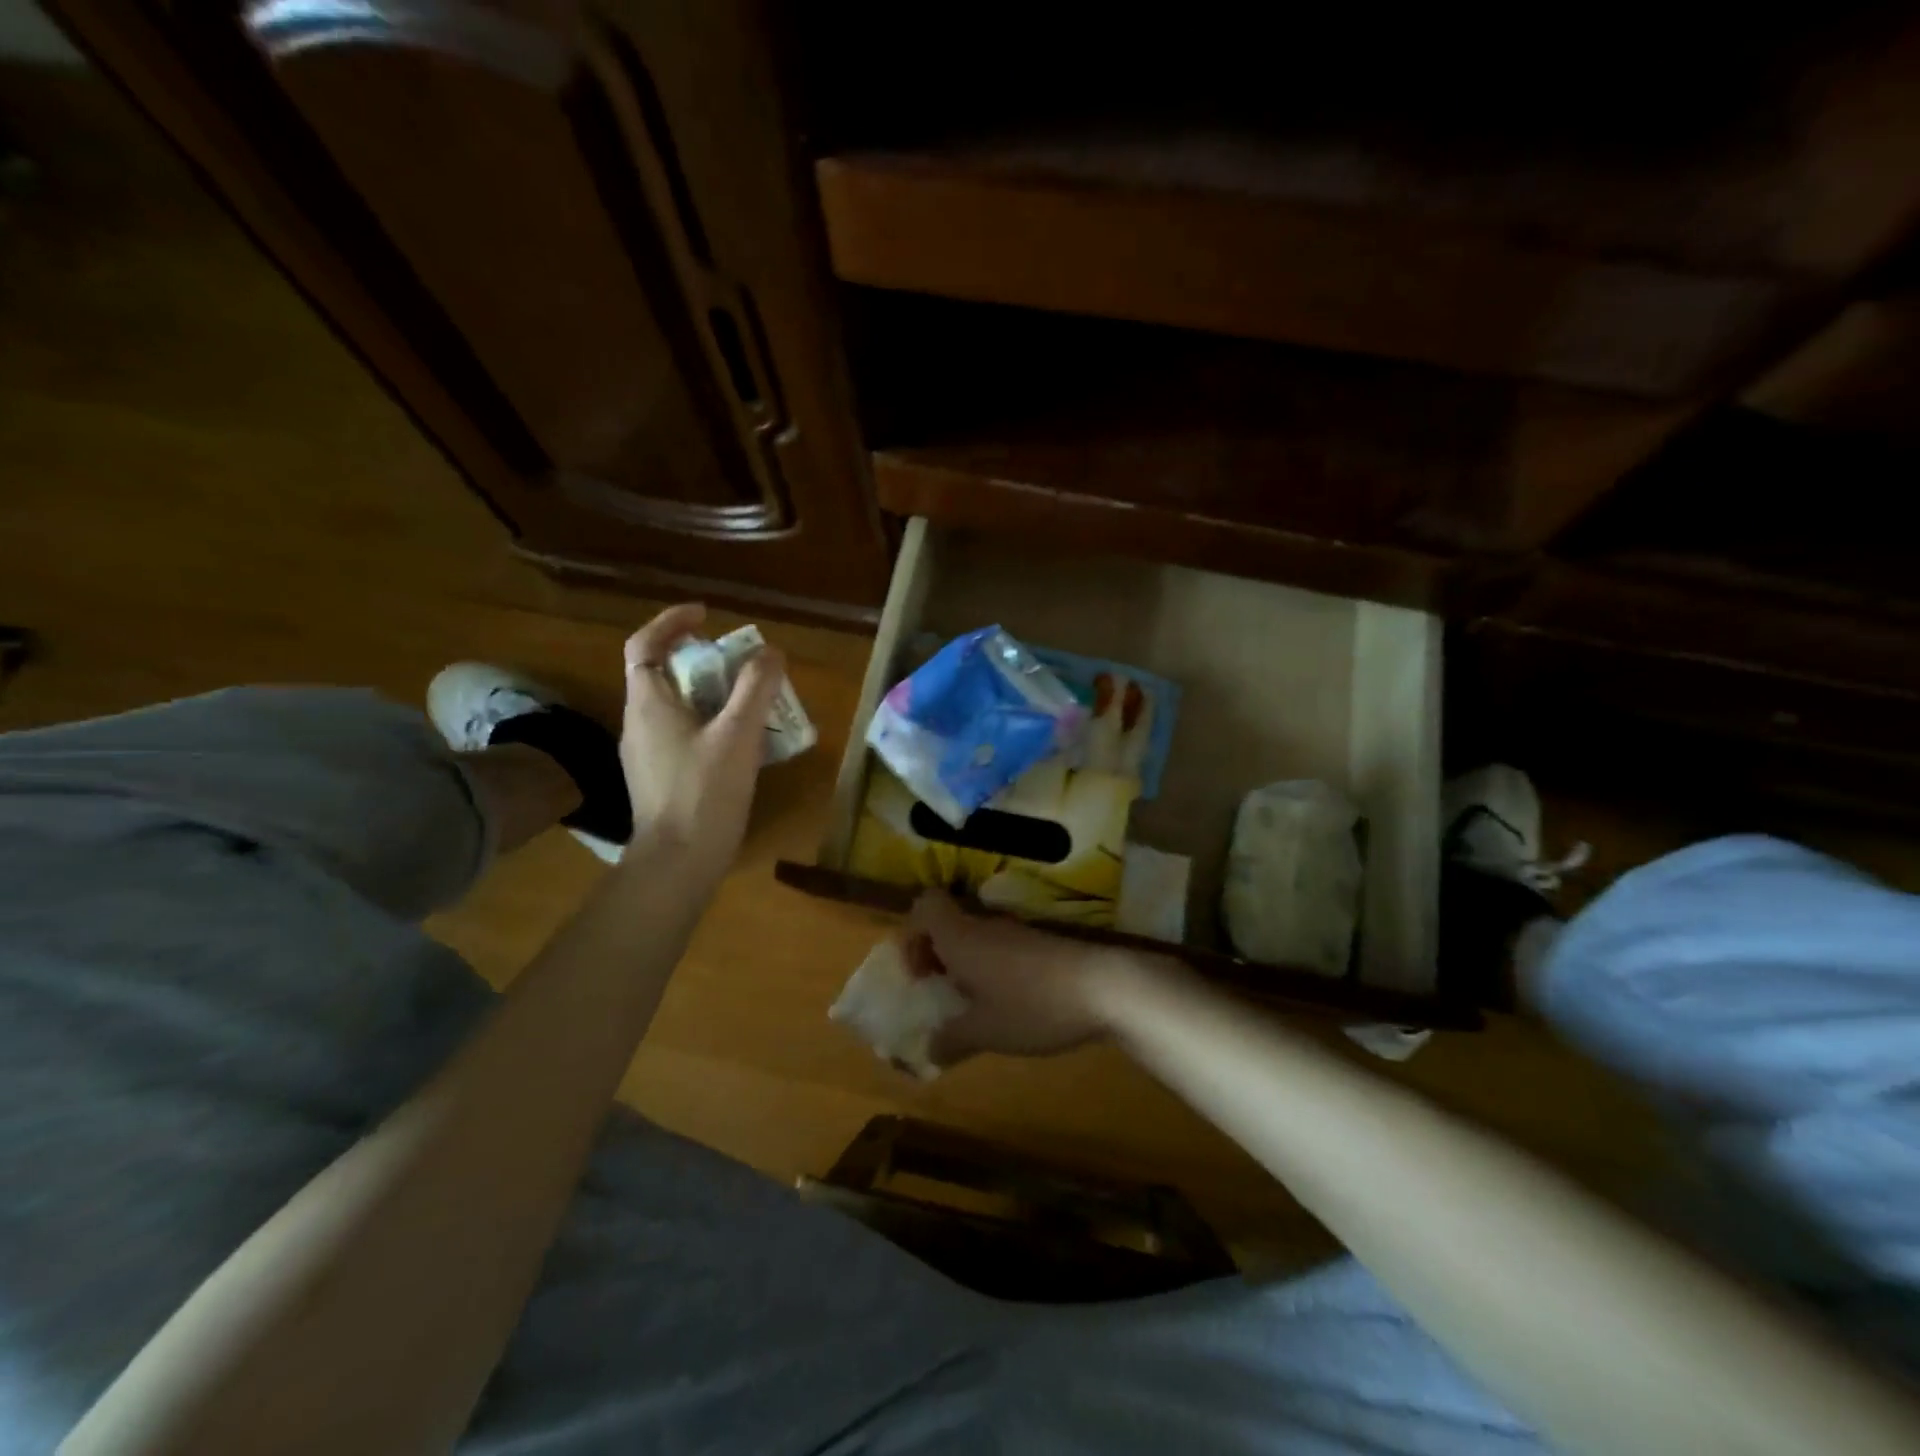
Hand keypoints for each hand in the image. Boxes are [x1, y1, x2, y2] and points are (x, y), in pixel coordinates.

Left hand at [619, 604, 784, 874]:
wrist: (678, 864)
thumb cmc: (704, 794)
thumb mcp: (737, 736)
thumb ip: (755, 689)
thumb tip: (770, 652)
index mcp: (648, 704)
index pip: (645, 644)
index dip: (672, 622)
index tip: (708, 616)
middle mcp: (639, 723)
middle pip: (665, 674)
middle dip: (704, 661)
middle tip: (744, 666)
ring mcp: (647, 753)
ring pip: (677, 707)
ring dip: (712, 695)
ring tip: (752, 703)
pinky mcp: (660, 778)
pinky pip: (684, 735)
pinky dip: (711, 725)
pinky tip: (743, 745)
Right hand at [908, 890, 1166, 1065]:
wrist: (1104, 988)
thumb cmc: (1033, 1005)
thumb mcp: (986, 1032)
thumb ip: (950, 1039)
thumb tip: (927, 1050)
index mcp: (962, 937)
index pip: (924, 905)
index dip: (911, 934)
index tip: (918, 973)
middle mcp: (984, 926)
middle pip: (947, 923)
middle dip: (935, 956)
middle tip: (939, 993)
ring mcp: (1015, 933)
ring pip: (974, 938)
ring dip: (964, 966)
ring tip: (971, 1007)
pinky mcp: (1039, 946)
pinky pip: (999, 950)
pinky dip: (990, 971)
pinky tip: (1006, 1006)